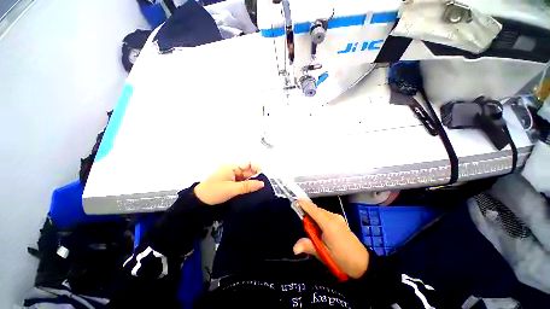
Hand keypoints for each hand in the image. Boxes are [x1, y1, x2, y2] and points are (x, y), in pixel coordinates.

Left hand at [194, 163, 264, 204]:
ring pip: (246, 177)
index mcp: (231, 166)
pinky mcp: (231, 182)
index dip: (257, 169)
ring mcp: (232, 176)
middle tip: (264, 185)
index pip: (248, 164)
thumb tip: (262, 184)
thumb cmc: (214, 192)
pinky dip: (247, 185)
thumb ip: (247, 186)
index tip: (265, 177)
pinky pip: (242, 182)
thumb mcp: (231, 189)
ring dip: (252, 182)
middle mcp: (232, 169)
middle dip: (256, 177)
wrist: (199, 202)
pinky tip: (252, 190)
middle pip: (248, 170)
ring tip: (260, 189)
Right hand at [293, 199, 368, 278]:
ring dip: (314, 217)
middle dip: (308, 214)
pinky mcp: (340, 220)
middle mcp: (333, 217)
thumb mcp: (324, 255)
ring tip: (313, 232)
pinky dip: (320, 219)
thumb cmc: (342, 259)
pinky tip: (320, 230)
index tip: (296, 200)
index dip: (304, 204)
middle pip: (316, 210)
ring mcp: (337, 218)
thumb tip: (294, 248)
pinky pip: (326, 215)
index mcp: (328, 224)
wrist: (363, 263)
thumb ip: (308, 246)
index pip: (313, 210)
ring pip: (321, 212)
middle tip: (305, 228)